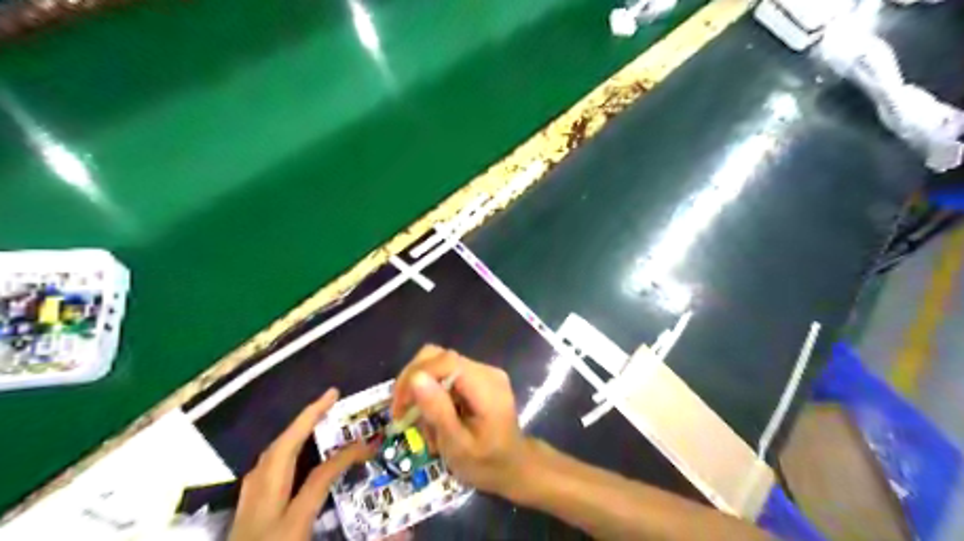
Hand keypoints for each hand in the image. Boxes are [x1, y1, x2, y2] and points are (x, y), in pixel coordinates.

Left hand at [227, 390, 375, 540]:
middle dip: (304, 420)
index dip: (346, 456)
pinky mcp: (238, 524)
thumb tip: (404, 534)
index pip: (319, 479)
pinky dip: (274, 456)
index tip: (369, 444)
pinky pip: (256, 476)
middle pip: (278, 455)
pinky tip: (285, 456)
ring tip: (311, 418)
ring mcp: (244, 518)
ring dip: (288, 434)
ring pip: (262, 462)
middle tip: (329, 397)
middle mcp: (260, 516)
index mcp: (284, 530)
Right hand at [389, 347, 534, 497]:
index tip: (399, 405)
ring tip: (419, 421)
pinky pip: (446, 375)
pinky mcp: (477, 378)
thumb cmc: (486, 463)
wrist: (514, 468)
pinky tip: (432, 418)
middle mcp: (486, 371)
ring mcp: (483, 372)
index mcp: (486, 385)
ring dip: (421, 390)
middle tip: (401, 412)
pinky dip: (432, 394)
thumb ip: (438, 410)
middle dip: (414, 381)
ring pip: (438, 364)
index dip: (416, 375)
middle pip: (439, 357)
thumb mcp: (457, 445)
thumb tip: (415, 377)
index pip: (445, 361)